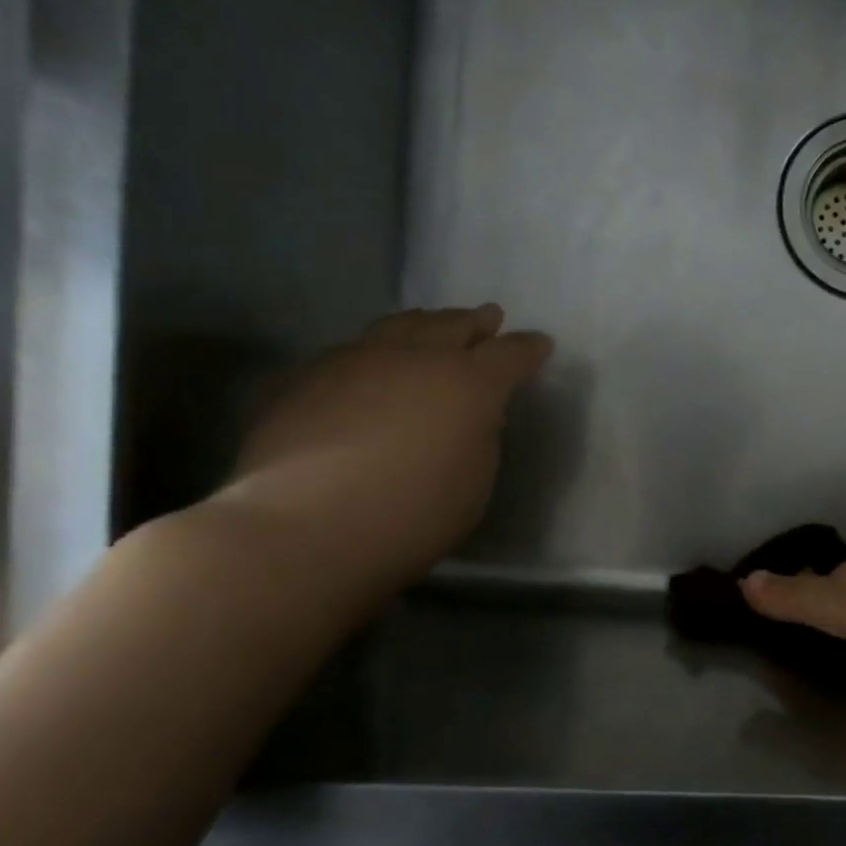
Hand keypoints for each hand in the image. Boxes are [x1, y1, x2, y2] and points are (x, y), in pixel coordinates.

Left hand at [213, 305, 552, 596]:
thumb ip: (478, 438)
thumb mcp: (474, 482)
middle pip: (452, 325)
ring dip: (423, 325)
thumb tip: (469, 417)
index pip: (510, 354)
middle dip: (475, 322)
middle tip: (488, 318)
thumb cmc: (413, 515)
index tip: (540, 344)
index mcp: (468, 383)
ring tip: (431, 326)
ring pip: (397, 327)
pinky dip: (375, 352)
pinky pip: (353, 351)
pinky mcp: (306, 377)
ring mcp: (355, 361)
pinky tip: (371, 366)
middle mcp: (414, 357)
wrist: (305, 527)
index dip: (528, 348)